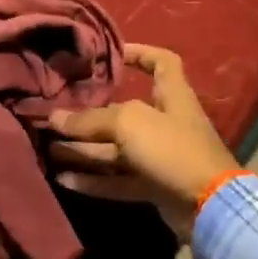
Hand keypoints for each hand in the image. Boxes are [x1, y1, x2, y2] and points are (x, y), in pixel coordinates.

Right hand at [47, 44, 239, 239]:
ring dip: (84, 150)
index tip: (111, 53)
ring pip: (116, 150)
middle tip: (56, 116)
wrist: (207, 205)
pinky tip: (63, 179)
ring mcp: (160, 157)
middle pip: (124, 113)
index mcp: (172, 96)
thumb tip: (55, 118)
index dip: (140, 53)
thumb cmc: (172, 148)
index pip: (162, 62)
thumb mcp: (129, 124)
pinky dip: (93, 180)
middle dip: (89, 115)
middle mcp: (165, 123)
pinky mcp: (154, 186)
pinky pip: (118, 180)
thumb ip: (90, 120)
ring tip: (50, 149)